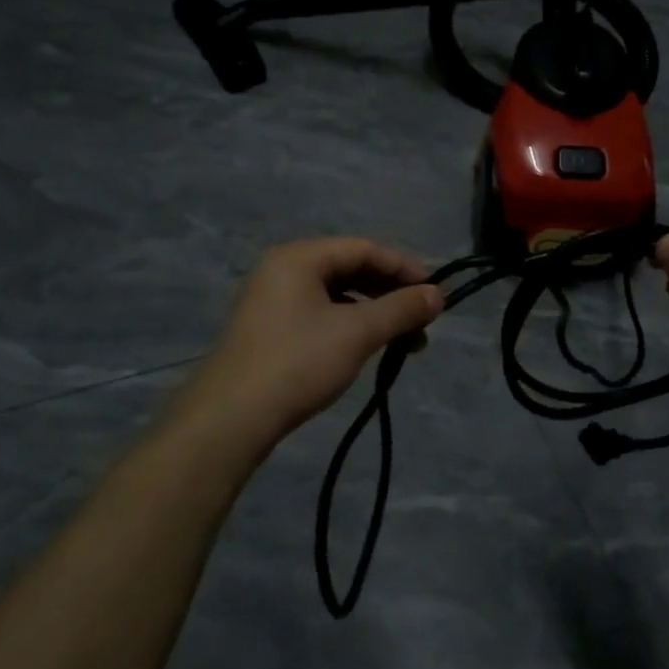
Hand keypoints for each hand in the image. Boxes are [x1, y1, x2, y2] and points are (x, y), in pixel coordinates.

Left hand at [181, 238, 443, 447]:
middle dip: (391, 294)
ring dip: (374, 314)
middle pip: (351, 269)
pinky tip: (367, 349)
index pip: (364, 249)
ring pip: (337, 295)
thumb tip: (438, 295)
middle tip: (422, 322)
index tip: (436, 293)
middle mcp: (283, 269)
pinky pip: (321, 314)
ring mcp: (273, 300)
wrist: (230, 419)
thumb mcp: (357, 333)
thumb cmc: (298, 363)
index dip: (405, 268)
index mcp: (300, 257)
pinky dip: (351, 326)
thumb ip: (401, 309)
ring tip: (403, 343)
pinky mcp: (270, 330)